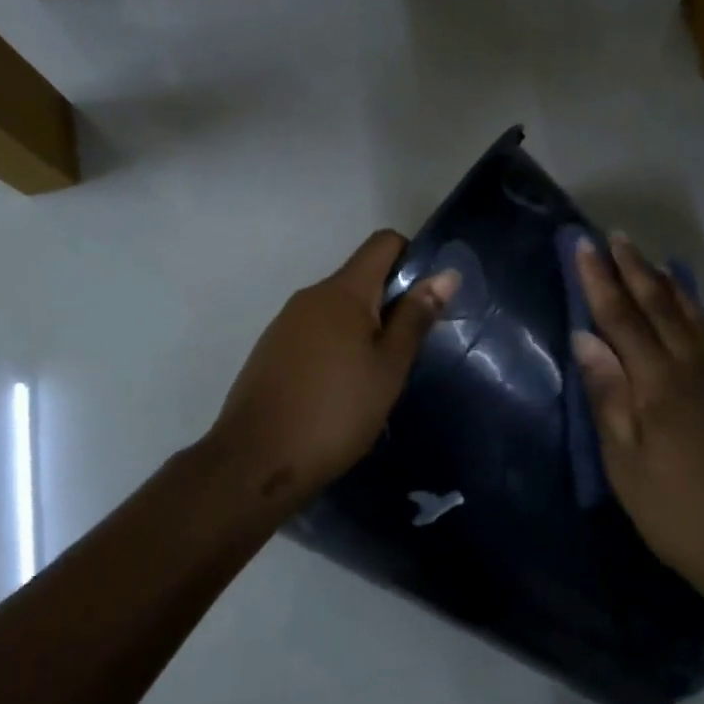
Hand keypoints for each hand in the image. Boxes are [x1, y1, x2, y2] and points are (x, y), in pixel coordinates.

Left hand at [208, 229, 459, 511]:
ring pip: (337, 309)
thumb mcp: (388, 367)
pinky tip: (341, 390)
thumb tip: (446, 274)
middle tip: (409, 350)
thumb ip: (415, 318)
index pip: (383, 243)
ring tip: (378, 377)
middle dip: (390, 303)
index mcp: (342, 291)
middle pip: (360, 278)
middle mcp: (310, 296)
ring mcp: (285, 323)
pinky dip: (337, 347)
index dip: (412, 258)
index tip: (429, 298)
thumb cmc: (336, 412)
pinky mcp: (271, 350)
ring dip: (363, 329)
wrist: (257, 460)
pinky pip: (315, 333)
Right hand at [572, 234, 703, 617]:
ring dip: (666, 281)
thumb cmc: (673, 509)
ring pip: (692, 313)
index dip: (599, 280)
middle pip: (659, 305)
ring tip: (648, 257)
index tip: (583, 246)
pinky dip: (698, 310)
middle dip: (633, 268)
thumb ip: (607, 394)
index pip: (621, 317)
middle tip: (613, 236)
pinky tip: (690, 304)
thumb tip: (585, 337)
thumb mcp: (623, 461)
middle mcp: (695, 366)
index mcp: (659, 383)